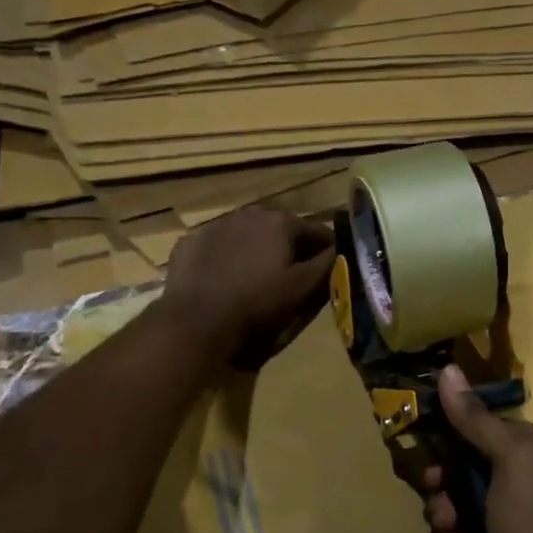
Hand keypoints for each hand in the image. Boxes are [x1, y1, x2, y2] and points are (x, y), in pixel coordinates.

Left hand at [160, 206, 334, 367]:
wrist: (196, 319)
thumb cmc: (257, 302)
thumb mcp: (302, 288)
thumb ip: (327, 264)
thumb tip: (341, 250)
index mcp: (280, 221)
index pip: (317, 231)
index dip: (327, 250)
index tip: (329, 269)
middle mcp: (249, 213)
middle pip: (281, 229)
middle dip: (290, 248)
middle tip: (291, 275)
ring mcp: (216, 225)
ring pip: (248, 234)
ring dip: (257, 249)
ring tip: (257, 277)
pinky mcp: (190, 241)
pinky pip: (219, 245)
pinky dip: (227, 256)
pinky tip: (225, 278)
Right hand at [420, 364, 532, 532]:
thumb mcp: (509, 457)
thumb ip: (475, 419)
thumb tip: (448, 369)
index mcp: (511, 455)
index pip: (461, 445)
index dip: (440, 461)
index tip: (434, 477)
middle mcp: (505, 487)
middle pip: (450, 491)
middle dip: (440, 510)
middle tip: (449, 521)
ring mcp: (501, 529)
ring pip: (451, 529)